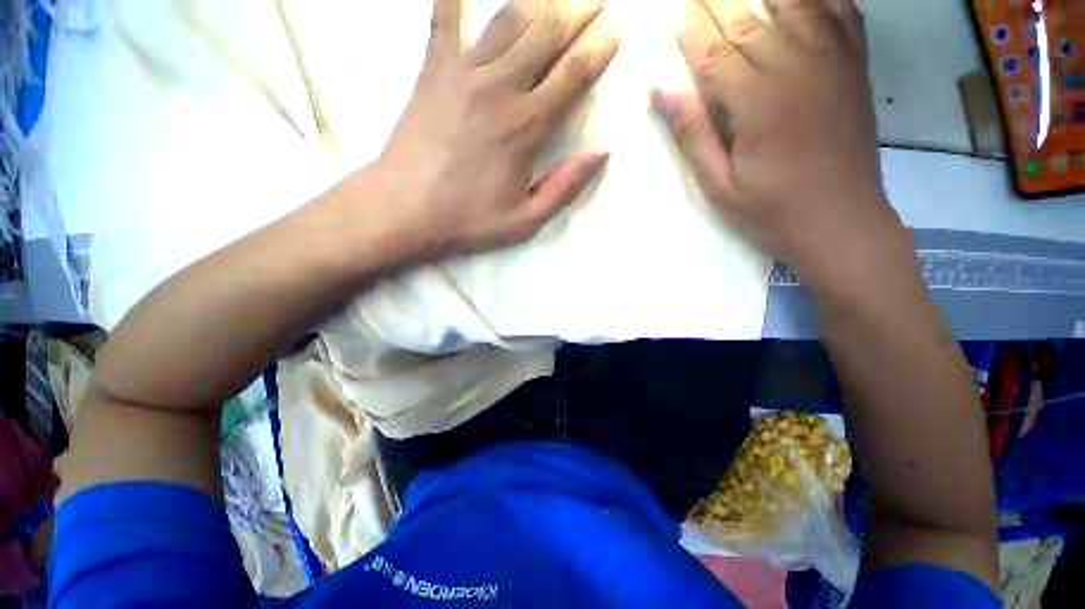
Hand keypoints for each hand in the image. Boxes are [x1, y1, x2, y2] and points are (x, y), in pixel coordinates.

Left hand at [374, 0, 618, 258]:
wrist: (404, 209)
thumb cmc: (468, 220)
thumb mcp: (525, 220)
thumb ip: (564, 187)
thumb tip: (600, 154)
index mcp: (526, 126)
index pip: (573, 73)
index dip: (599, 48)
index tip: (615, 32)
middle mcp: (500, 87)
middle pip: (547, 32)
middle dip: (577, 11)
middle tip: (596, 1)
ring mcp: (463, 72)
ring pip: (508, 17)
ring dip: (538, 0)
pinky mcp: (433, 69)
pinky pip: (445, 17)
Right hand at [652, 0, 910, 290]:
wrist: (841, 222)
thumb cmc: (771, 210)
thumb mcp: (719, 185)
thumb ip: (692, 134)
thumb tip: (659, 92)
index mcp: (757, 101)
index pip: (713, 52)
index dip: (689, 30)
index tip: (672, 12)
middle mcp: (796, 67)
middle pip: (748, 19)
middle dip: (715, 3)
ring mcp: (832, 60)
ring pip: (795, 1)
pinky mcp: (854, 65)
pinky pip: (841, 9)